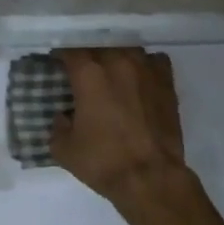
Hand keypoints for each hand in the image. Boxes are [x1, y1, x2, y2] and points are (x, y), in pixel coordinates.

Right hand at [51, 47, 194, 208]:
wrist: (151, 177)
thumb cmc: (103, 161)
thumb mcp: (64, 149)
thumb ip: (57, 127)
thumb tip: (62, 117)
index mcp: (89, 75)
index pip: (70, 51)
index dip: (60, 56)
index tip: (56, 64)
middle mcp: (117, 63)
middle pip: (98, 46)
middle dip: (88, 56)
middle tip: (82, 71)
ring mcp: (146, 70)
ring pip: (127, 49)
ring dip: (116, 57)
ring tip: (111, 72)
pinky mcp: (167, 83)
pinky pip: (154, 61)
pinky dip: (145, 65)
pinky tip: (140, 77)